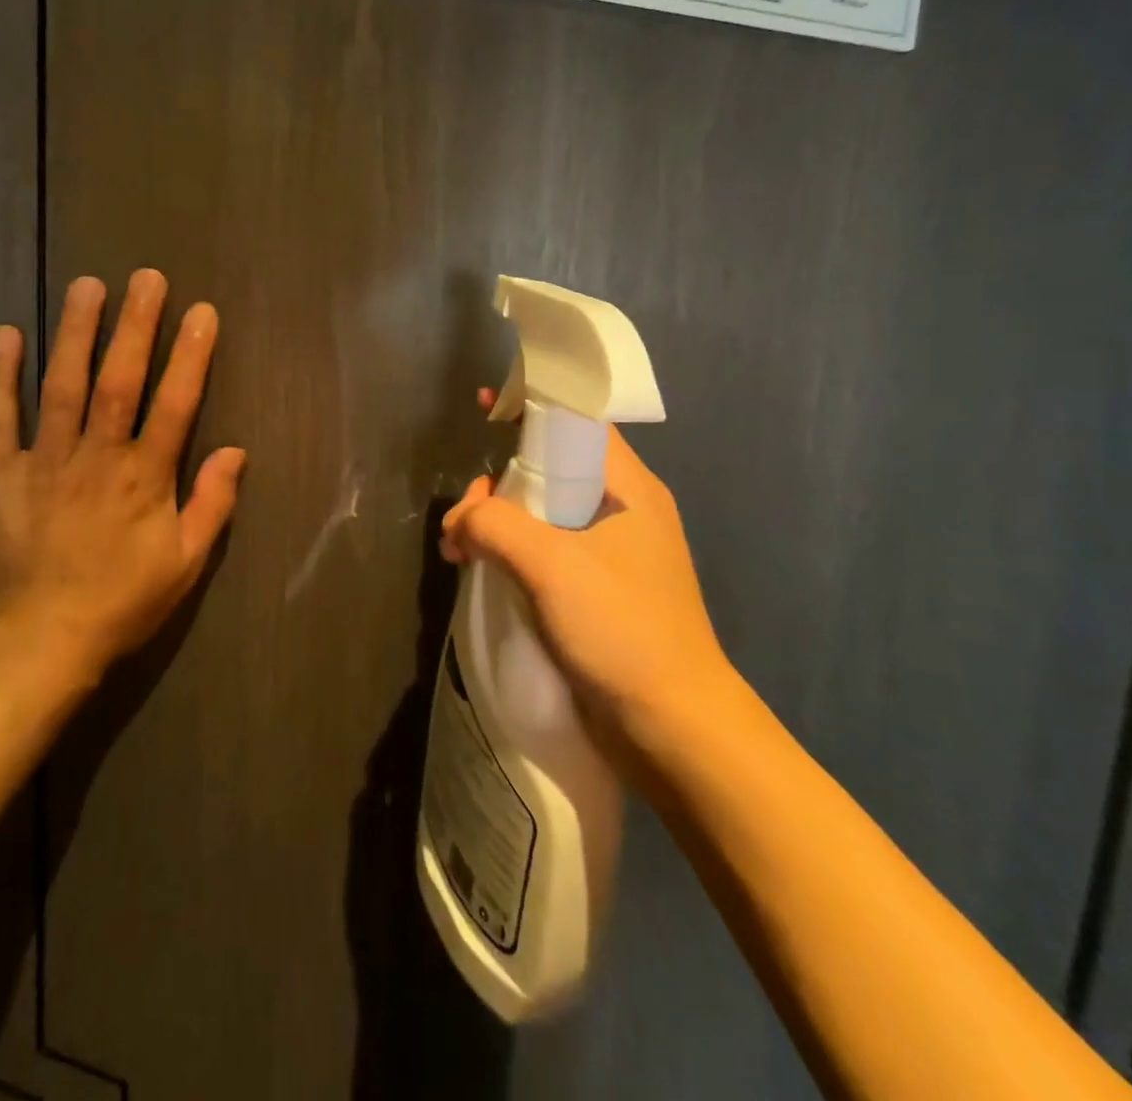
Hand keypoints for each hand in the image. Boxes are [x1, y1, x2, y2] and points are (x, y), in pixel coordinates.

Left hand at [0, 269, 245, 692]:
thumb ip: (212, 504)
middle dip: (136, 325)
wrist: (37, 642)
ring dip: (75, 332)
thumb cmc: (121, 603)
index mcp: (145, 477)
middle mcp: (98, 456)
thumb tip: (236, 452)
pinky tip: (6, 334)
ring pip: (62, 384)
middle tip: (146, 278)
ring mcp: (44, 460)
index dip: (191, 355)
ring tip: (87, 286)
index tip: (202, 312)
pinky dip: (0, 375)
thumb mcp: (185, 564)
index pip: (175, 403)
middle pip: (119, 379)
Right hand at [439, 391, 732, 759]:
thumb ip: (495, 525)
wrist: (672, 728)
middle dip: (500, 482)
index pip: (579, 420)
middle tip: (465, 519)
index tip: (487, 405)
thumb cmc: (621, 629)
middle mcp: (621, 510)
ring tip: (459, 552)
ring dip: (498, 523)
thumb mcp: (551, 565)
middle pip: (550, 468)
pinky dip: (510, 554)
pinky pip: (545, 552)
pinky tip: (480, 574)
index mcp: (626, 486)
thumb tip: (461, 522)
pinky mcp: (596, 592)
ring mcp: (610, 554)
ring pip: (543, 514)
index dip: (534, 403)